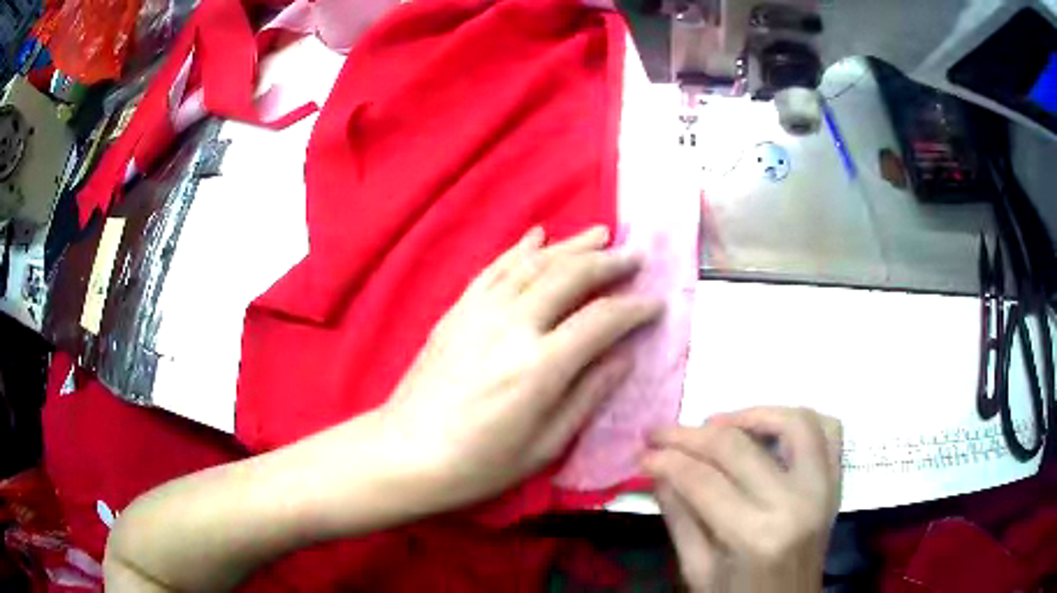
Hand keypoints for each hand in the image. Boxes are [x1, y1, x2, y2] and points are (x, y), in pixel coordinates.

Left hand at [379, 226, 663, 511]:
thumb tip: (623, 356)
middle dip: (609, 262)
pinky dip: (519, 249)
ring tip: (600, 234)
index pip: (602, 320)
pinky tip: (537, 235)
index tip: (656, 303)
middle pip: (570, 276)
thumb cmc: (479, 463)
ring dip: (571, 245)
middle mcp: (513, 326)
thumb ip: (589, 394)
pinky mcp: (457, 311)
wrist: (406, 453)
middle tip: (636, 255)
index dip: (635, 309)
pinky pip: (494, 269)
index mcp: (541, 366)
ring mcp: (480, 312)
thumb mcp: (546, 445)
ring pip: (534, 264)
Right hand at [644, 407, 842, 592]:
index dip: (667, 460)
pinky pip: (830, 430)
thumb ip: (680, 517)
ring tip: (718, 425)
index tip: (643, 453)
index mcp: (756, 535)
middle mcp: (796, 502)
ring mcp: (823, 487)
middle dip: (691, 435)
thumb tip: (657, 470)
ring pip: (794, 422)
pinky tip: (771, 428)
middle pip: (740, 447)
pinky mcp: (836, 481)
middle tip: (662, 433)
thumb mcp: (698, 570)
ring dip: (752, 414)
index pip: (704, 481)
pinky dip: (800, 419)